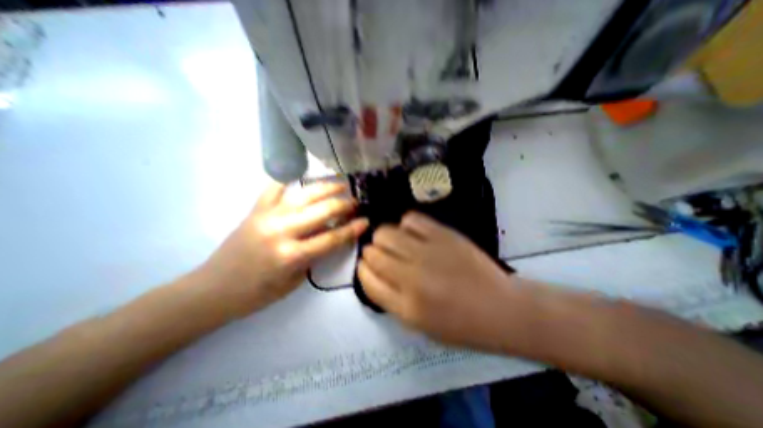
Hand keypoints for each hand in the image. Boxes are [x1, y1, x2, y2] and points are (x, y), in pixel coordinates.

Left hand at [199, 180, 366, 317]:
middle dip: (344, 204)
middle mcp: (281, 230)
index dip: (353, 228)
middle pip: (322, 211)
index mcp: (291, 255)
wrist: (213, 289)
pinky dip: (290, 179)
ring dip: (326, 187)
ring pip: (304, 194)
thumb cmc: (258, 293)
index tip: (366, 220)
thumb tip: (333, 234)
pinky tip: (303, 176)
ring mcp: (267, 216)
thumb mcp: (295, 281)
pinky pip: (274, 187)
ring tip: (341, 183)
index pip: (332, 237)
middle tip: (356, 201)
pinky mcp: (255, 210)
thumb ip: (315, 255)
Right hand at [359, 212, 528, 352]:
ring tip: (393, 242)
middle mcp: (412, 277)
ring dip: (383, 237)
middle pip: (373, 253)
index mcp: (405, 306)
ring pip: (386, 232)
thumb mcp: (419, 325)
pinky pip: (411, 219)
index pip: (367, 280)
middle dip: (371, 252)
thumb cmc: (460, 324)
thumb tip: (374, 273)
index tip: (366, 266)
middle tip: (380, 254)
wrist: (501, 309)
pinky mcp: (443, 234)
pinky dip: (405, 225)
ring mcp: (428, 251)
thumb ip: (391, 299)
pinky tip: (412, 232)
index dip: (362, 270)